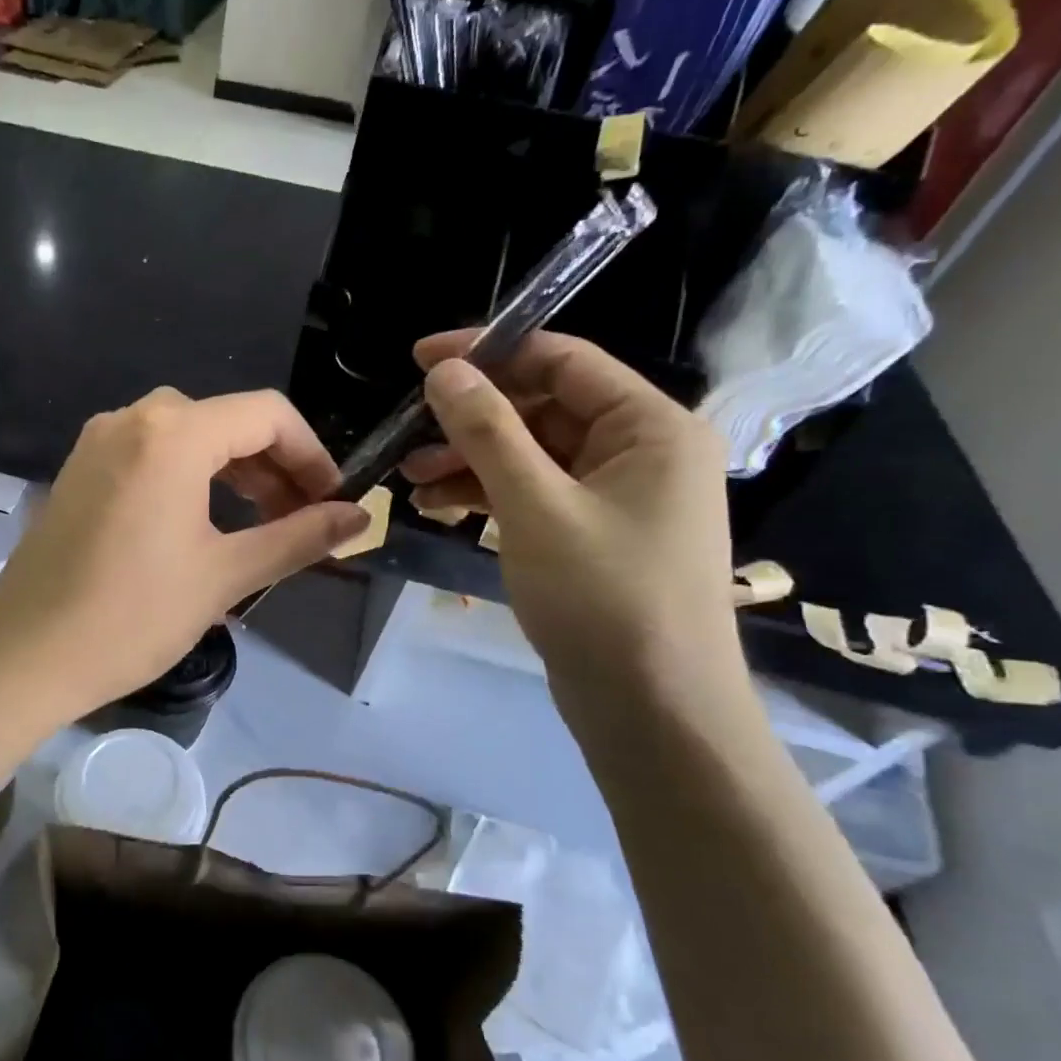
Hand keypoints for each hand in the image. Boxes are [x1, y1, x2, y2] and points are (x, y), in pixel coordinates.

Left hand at [0, 387, 368, 715]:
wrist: (24, 658)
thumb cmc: (132, 616)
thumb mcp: (225, 576)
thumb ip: (298, 538)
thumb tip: (359, 518)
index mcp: (172, 435)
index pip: (266, 415)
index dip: (311, 454)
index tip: (333, 500)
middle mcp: (130, 420)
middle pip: (225, 421)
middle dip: (273, 465)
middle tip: (302, 518)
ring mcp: (96, 443)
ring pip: (186, 437)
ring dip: (232, 471)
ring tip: (262, 523)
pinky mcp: (78, 472)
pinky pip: (148, 455)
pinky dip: (189, 477)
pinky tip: (203, 523)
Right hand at [402, 331, 735, 693]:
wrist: (651, 708)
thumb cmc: (603, 597)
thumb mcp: (535, 507)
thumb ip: (488, 433)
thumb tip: (445, 370)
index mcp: (650, 426)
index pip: (562, 360)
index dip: (489, 351)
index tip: (420, 358)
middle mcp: (639, 450)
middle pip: (543, 409)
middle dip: (472, 420)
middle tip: (408, 435)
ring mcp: (616, 496)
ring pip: (531, 456)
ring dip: (471, 461)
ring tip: (410, 479)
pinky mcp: (591, 535)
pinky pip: (534, 495)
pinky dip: (488, 496)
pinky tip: (438, 506)